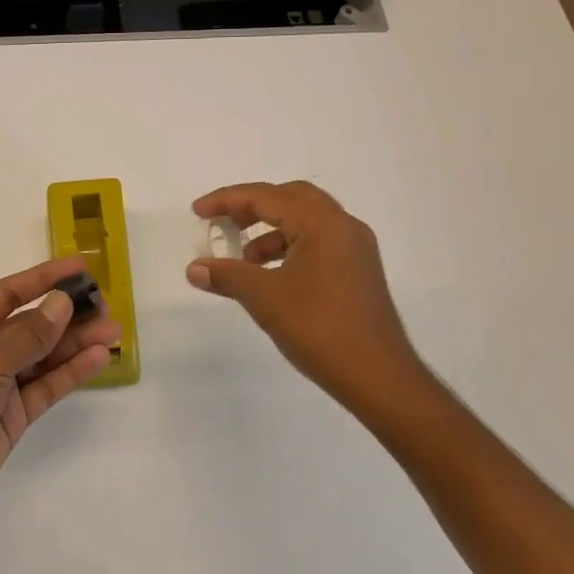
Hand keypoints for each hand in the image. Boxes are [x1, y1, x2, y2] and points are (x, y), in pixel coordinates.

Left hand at [0, 256, 121, 531]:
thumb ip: (29, 334)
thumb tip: (62, 301)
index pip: (10, 293)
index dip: (44, 278)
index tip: (80, 267)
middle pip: (33, 324)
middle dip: (68, 313)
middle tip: (106, 304)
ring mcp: (0, 383)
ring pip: (45, 355)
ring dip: (77, 342)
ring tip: (114, 330)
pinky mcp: (15, 414)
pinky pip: (48, 385)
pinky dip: (72, 371)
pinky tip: (99, 358)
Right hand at [187, 180, 424, 417]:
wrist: (379, 377)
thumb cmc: (320, 329)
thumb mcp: (265, 299)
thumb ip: (227, 276)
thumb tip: (194, 268)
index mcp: (322, 223)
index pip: (266, 196)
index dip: (227, 200)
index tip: (198, 211)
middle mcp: (343, 226)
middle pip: (291, 198)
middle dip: (253, 206)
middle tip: (224, 222)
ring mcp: (356, 248)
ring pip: (306, 220)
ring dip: (271, 231)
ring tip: (244, 260)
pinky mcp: (359, 271)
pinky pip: (319, 242)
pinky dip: (290, 247)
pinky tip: (272, 276)